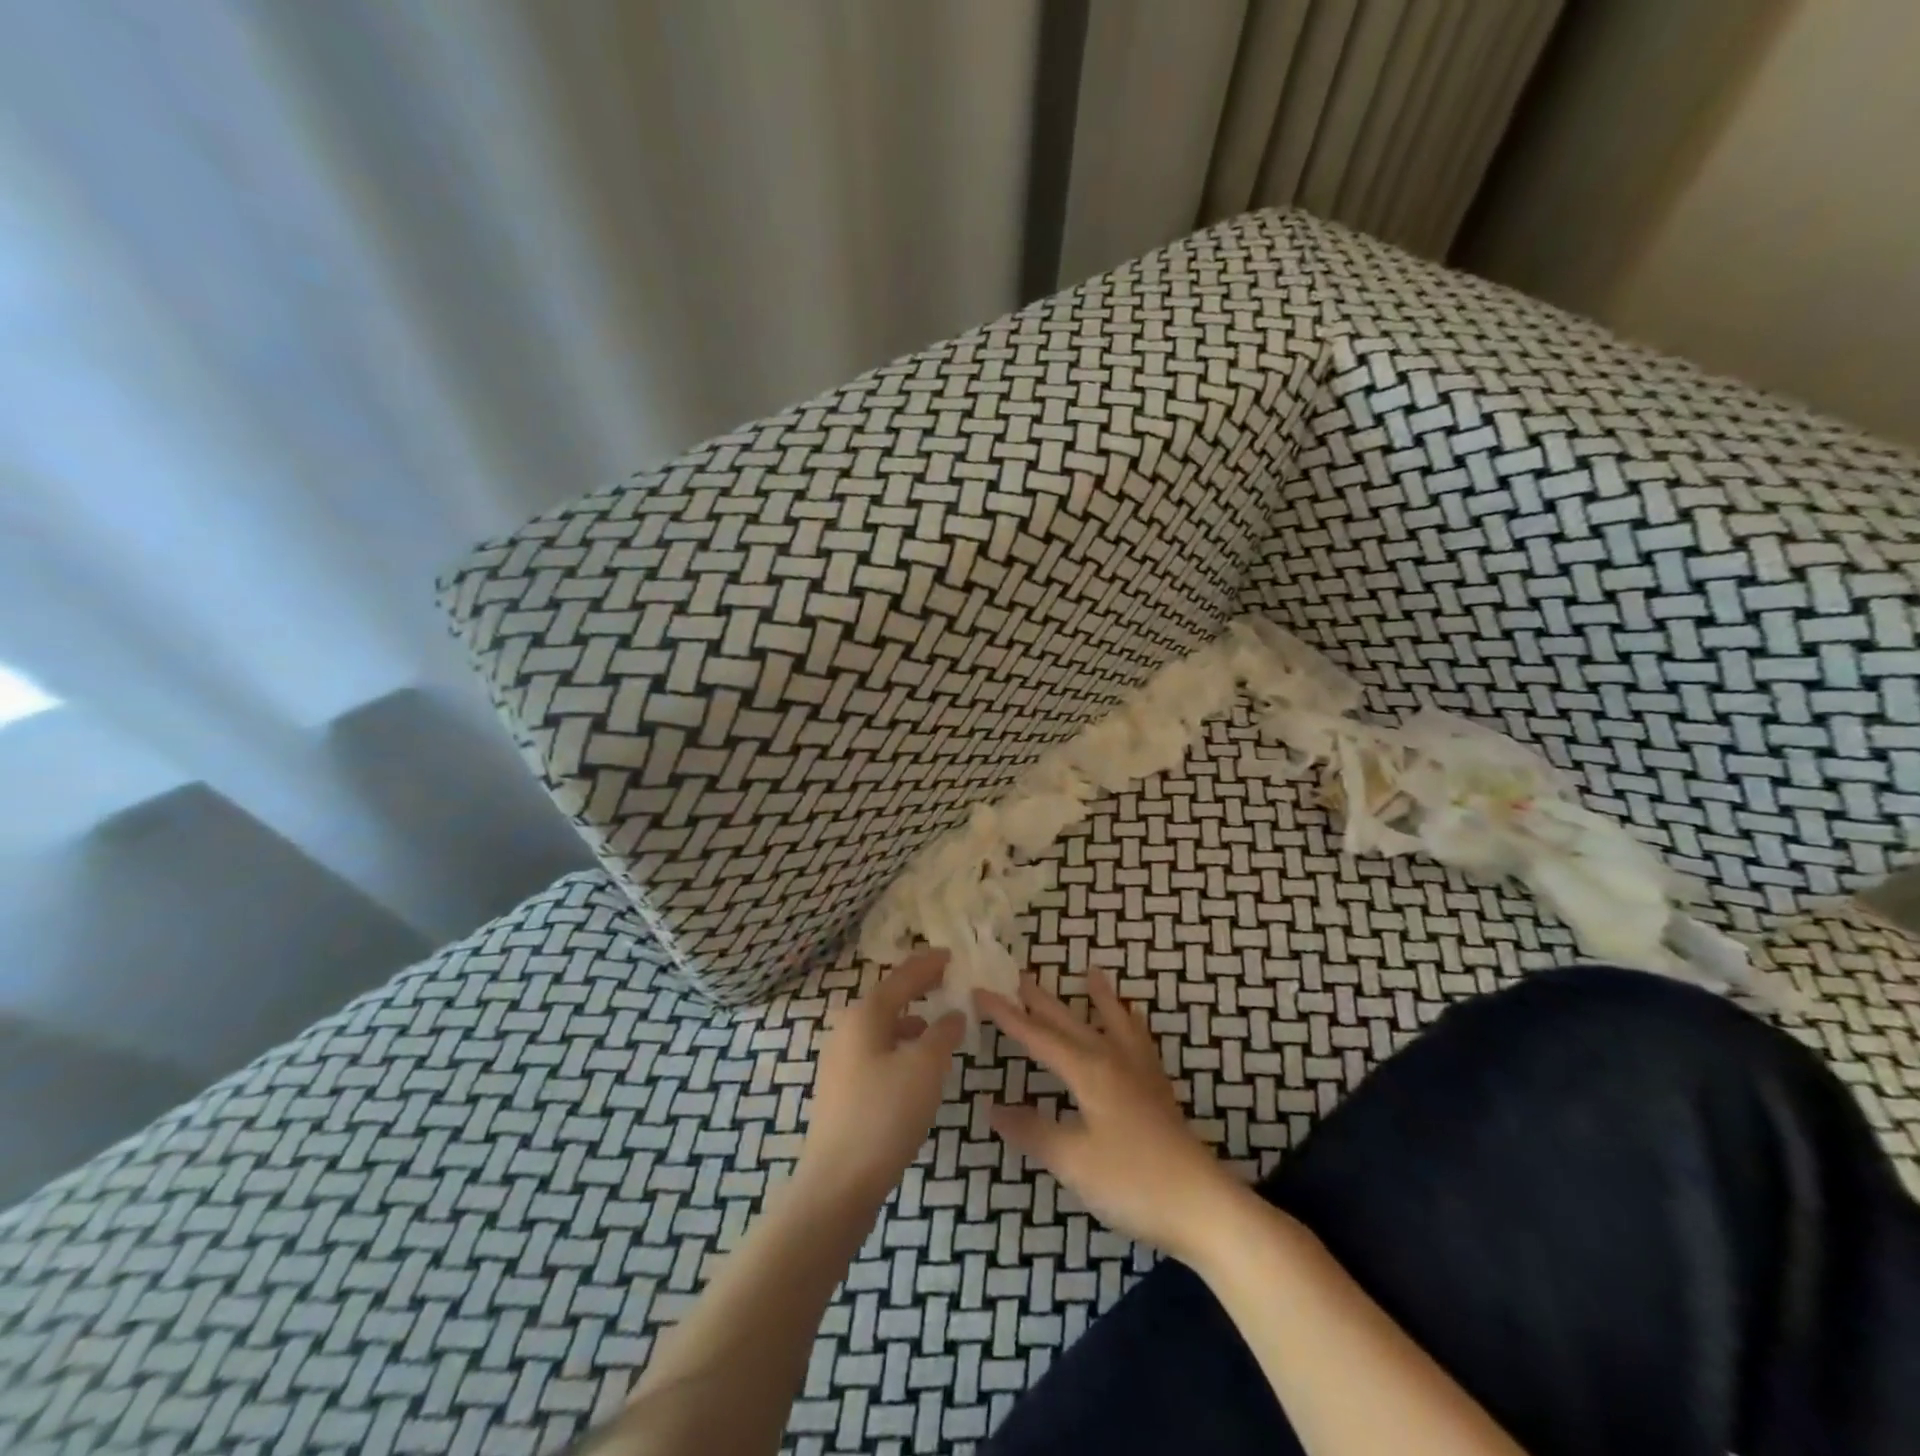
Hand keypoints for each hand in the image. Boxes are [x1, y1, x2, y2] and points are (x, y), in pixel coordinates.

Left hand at [799, 948, 965, 1202]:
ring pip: (881, 1028)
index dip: (927, 965)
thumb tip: (953, 1013)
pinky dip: (900, 1047)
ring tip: (935, 1023)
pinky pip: (877, 1052)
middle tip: (945, 980)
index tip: (950, 954)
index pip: (901, 979)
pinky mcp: (842, 1091)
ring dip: (909, 1020)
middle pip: (887, 999)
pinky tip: (915, 1065)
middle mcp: (847, 1031)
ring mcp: (840, 1062)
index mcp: (864, 1016)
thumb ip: (943, 1034)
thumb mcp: (925, 1068)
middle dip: (916, 989)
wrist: (838, 1183)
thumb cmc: (884, 1115)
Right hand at [977, 971, 1241, 1262]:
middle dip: (1043, 1000)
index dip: (1008, 1016)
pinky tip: (1133, 1023)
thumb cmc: (1133, 1182)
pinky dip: (1130, 1023)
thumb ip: (1033, 1131)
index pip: (1038, 1037)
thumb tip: (993, 1107)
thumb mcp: (1073, 1161)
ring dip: (1097, 998)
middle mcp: (1113, 1060)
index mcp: (1089, 1071)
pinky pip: (1139, 1040)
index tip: (981, 992)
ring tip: (1091, 973)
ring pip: (1112, 1022)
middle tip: (1020, 975)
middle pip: (1071, 1022)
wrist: (1202, 1205)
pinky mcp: (1157, 1090)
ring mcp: (1140, 1073)